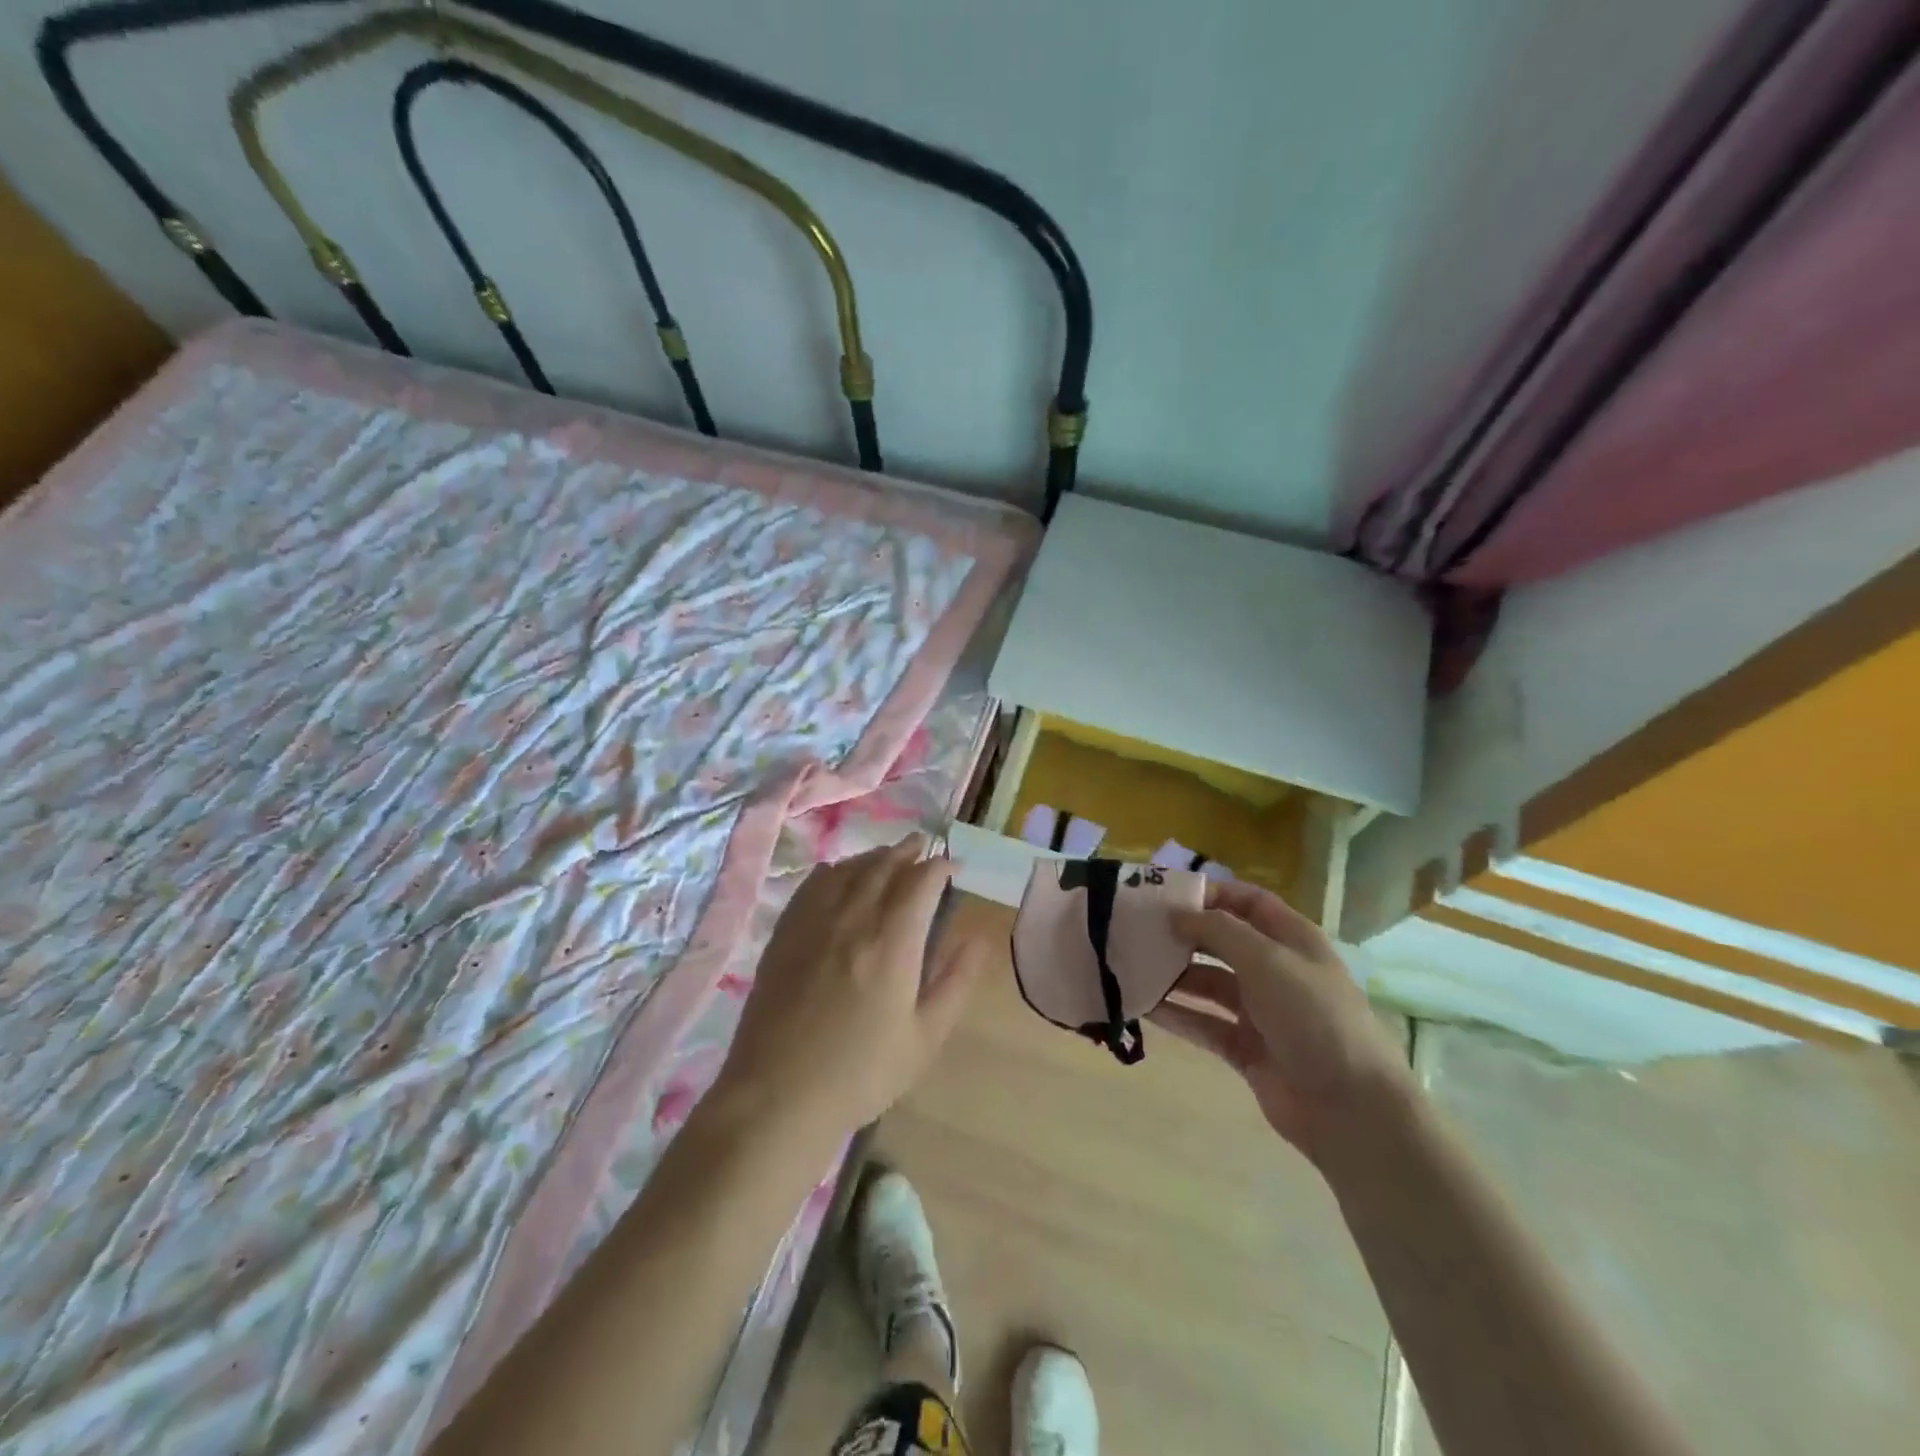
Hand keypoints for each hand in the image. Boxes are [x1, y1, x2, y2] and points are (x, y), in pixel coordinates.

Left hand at [711, 835, 988, 1143]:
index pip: (921, 881)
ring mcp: (814, 922)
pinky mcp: (785, 933)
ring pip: (848, 869)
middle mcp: (854, 918)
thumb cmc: (862, 1073)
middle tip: (923, 848)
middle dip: (908, 851)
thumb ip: (955, 981)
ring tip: (888, 857)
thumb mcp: (925, 1037)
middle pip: (884, 865)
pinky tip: (838, 876)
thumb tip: (979, 937)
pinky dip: (834, 871)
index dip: (941, 866)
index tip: (954, 868)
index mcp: (893, 941)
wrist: (778, 1095)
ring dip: (873, 857)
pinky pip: (812, 885)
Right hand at [1152, 880, 1414, 1162]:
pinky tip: (1144, 1006)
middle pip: (1222, 942)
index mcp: (1291, 940)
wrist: (1350, 1108)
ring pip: (1208, 984)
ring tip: (1132, 966)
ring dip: (1174, 975)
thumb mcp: (1266, 960)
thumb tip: (1177, 915)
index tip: (1165, 894)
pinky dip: (1177, 1014)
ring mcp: (1260, 1012)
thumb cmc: (1313, 1017)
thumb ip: (1218, 931)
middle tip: (1137, 929)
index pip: (1247, 902)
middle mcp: (1275, 970)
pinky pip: (1203, 1023)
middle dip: (1184, 934)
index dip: (1211, 893)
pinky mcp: (1245, 1049)